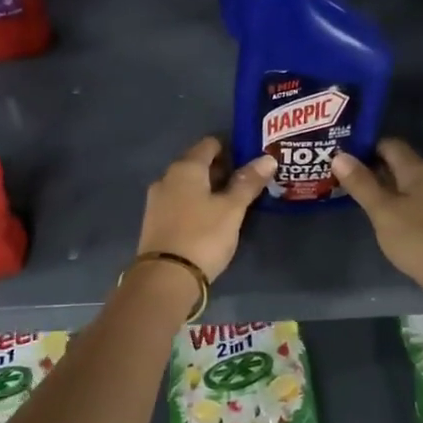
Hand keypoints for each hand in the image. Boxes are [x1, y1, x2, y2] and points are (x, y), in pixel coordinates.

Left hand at [136, 137, 274, 280]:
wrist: (165, 278)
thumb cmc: (203, 236)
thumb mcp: (232, 209)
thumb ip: (248, 182)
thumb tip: (267, 158)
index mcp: (185, 168)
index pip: (210, 144)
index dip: (231, 148)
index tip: (251, 160)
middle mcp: (167, 177)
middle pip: (197, 164)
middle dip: (221, 170)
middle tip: (247, 183)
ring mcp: (157, 200)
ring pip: (188, 185)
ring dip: (208, 189)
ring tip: (232, 203)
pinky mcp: (154, 221)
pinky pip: (179, 202)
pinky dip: (196, 204)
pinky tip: (210, 218)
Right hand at [333, 139, 422, 306]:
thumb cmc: (419, 239)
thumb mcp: (383, 210)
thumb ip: (361, 183)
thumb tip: (339, 155)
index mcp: (418, 170)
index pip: (389, 144)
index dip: (364, 146)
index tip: (340, 156)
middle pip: (397, 164)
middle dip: (370, 167)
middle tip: (339, 176)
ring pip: (404, 186)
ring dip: (381, 188)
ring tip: (353, 196)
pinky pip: (412, 204)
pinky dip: (393, 205)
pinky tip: (380, 218)